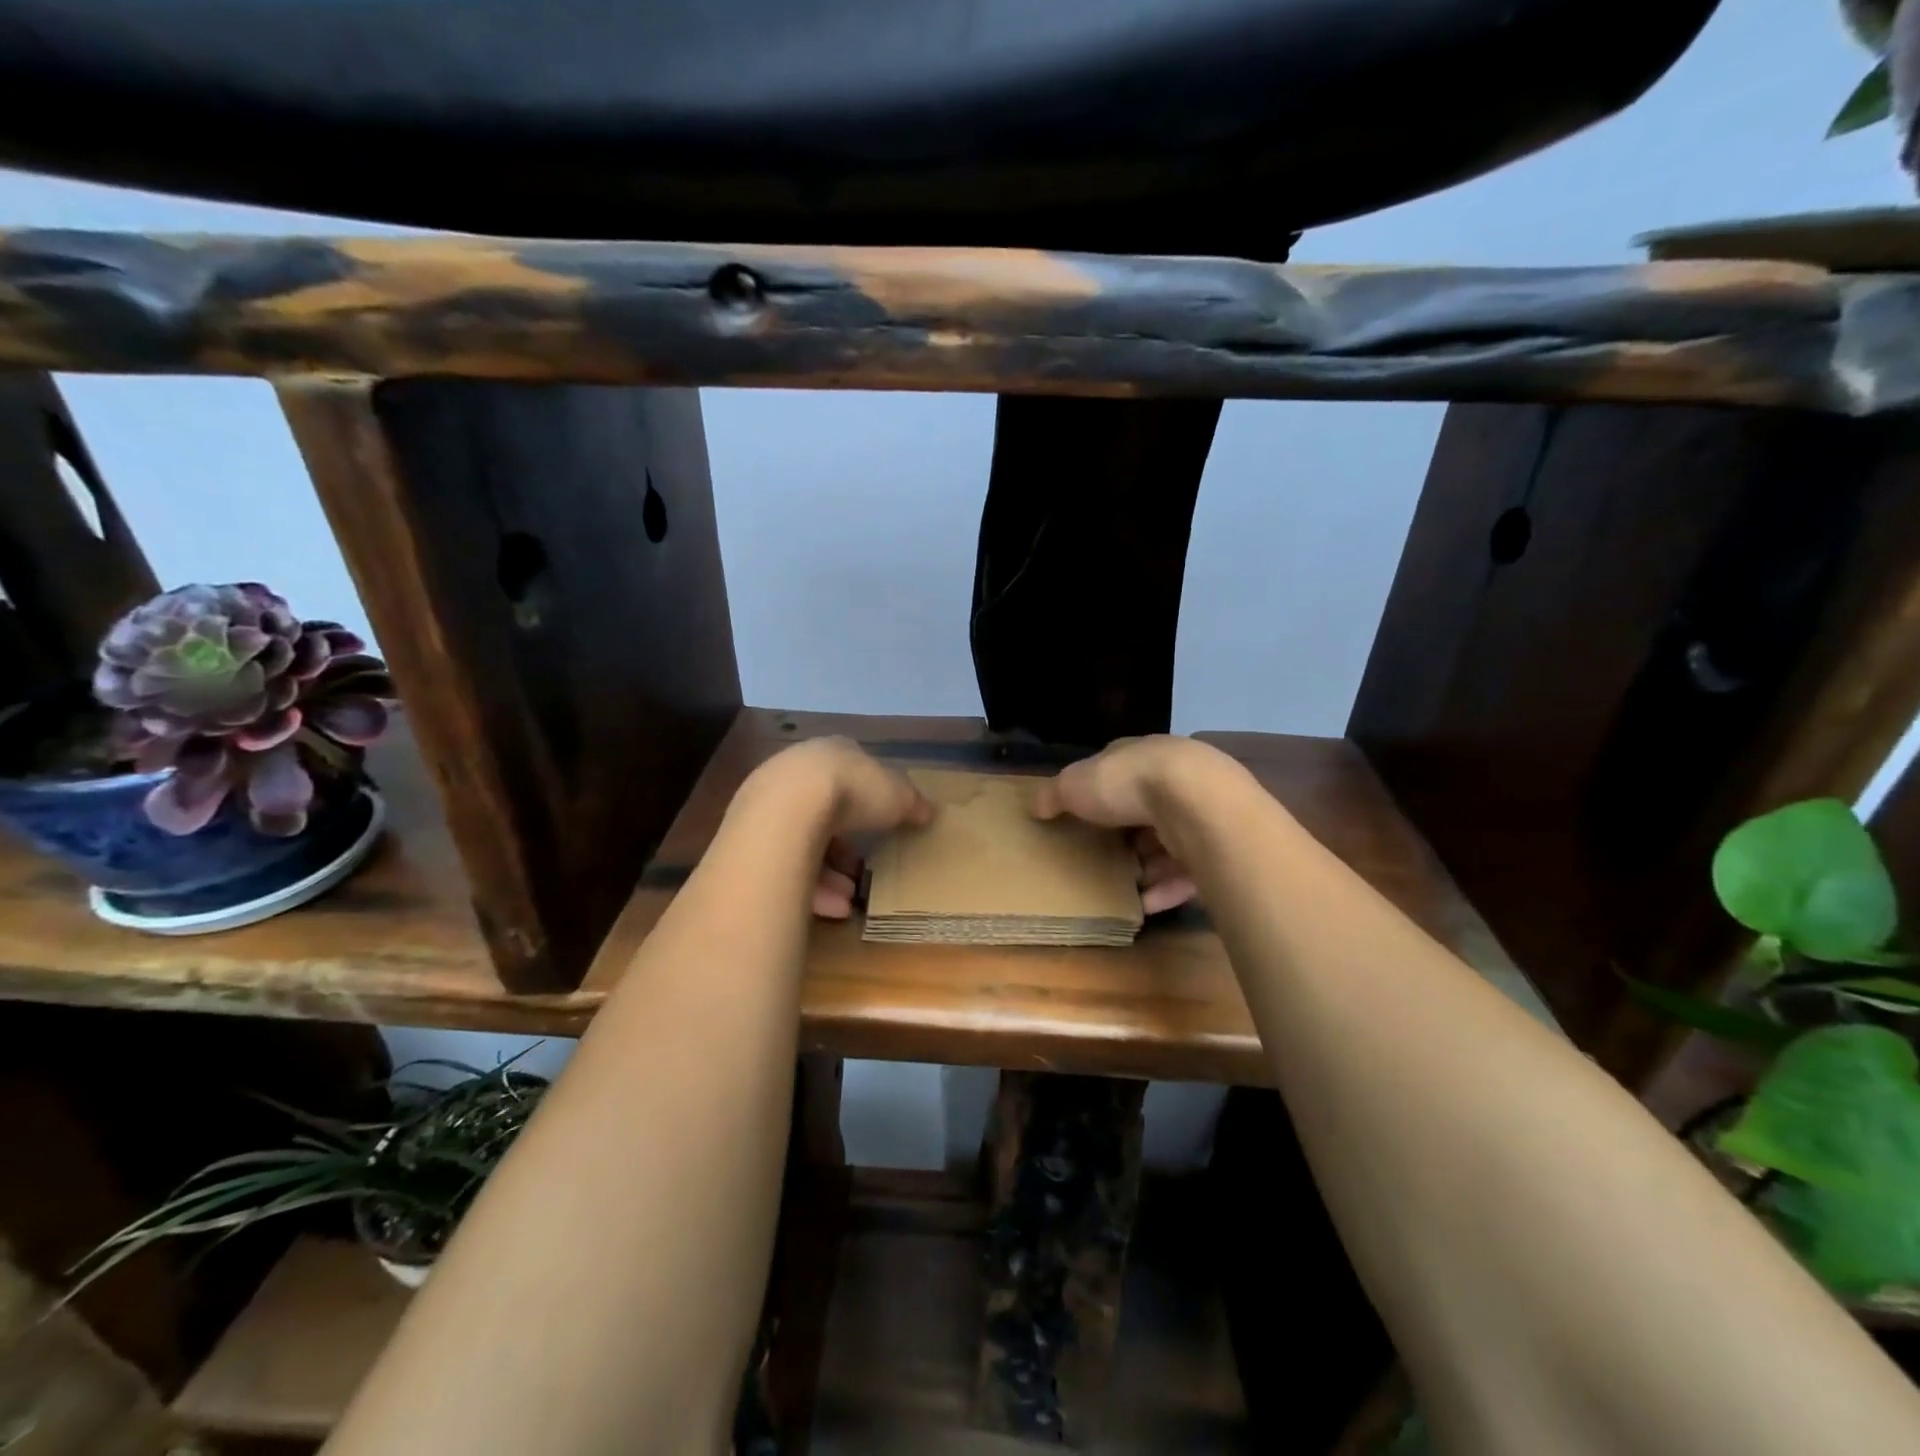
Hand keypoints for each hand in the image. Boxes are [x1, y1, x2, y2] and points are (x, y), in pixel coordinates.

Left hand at [740, 737, 933, 919]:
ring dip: (828, 872)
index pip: (850, 772)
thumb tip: (929, 812)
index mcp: (830, 753)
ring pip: (802, 842)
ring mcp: (767, 804)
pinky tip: (831, 908)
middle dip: (844, 843)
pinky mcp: (749, 838)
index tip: (881, 824)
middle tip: (862, 868)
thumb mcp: (898, 795)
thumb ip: (913, 802)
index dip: (868, 799)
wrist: (788, 809)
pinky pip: (784, 866)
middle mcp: (795, 773)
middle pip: (823, 810)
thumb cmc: (851, 792)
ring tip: (849, 897)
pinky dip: (808, 887)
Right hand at [1032, 736, 1224, 914]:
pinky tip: (1144, 906)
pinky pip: (1189, 873)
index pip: (1121, 770)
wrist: (1197, 803)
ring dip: (1149, 865)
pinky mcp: (1219, 847)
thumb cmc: (1129, 783)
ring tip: (1123, 887)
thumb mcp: (1075, 784)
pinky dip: (1167, 890)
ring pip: (1171, 841)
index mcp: (1143, 755)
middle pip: (1147, 809)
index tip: (1084, 816)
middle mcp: (1177, 778)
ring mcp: (1202, 812)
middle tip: (1102, 857)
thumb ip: (1054, 794)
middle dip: (1127, 833)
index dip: (1102, 791)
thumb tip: (1035, 805)